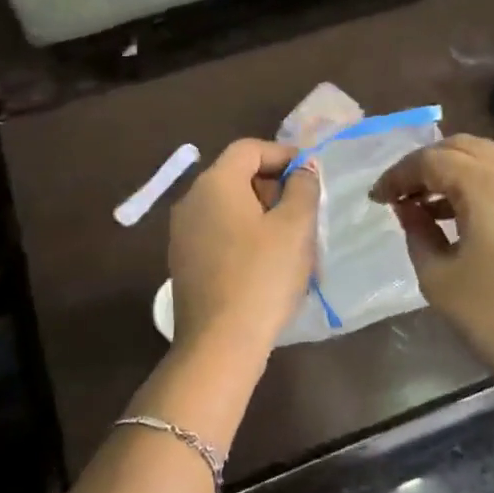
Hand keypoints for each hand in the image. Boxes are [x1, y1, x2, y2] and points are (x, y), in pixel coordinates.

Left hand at [169, 140, 320, 363]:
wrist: (219, 343)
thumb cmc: (262, 276)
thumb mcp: (295, 227)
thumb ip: (303, 189)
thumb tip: (303, 170)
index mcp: (215, 184)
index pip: (249, 149)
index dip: (283, 155)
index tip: (311, 175)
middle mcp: (191, 200)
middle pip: (236, 175)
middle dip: (273, 186)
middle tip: (305, 210)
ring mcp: (182, 233)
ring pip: (227, 206)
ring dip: (260, 213)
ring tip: (290, 239)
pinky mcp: (183, 262)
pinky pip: (218, 233)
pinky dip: (243, 235)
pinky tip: (265, 262)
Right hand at [370, 135, 493, 408]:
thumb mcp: (439, 278)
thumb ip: (417, 231)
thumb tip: (409, 208)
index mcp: (490, 186)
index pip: (432, 160)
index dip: (398, 175)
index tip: (376, 198)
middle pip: (462, 147)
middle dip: (425, 165)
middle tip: (400, 194)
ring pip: (488, 157)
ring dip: (454, 171)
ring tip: (426, 204)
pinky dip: (481, 182)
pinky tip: (462, 212)